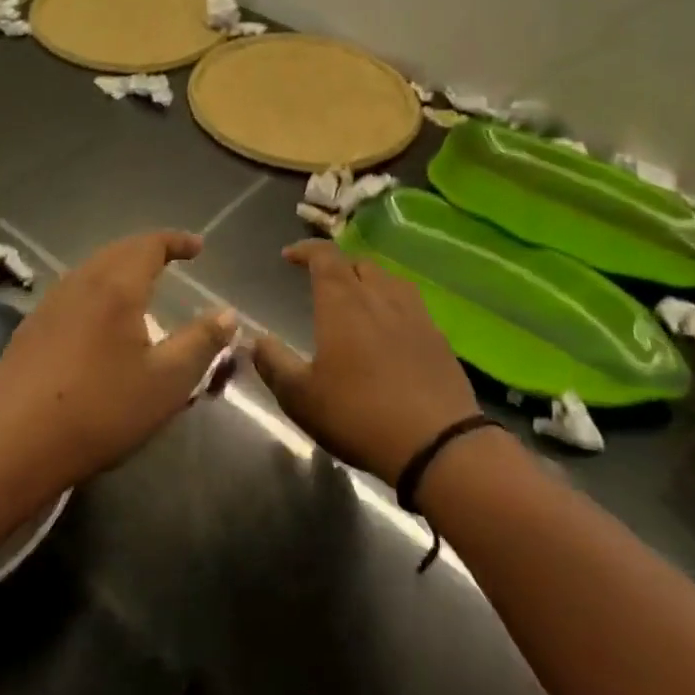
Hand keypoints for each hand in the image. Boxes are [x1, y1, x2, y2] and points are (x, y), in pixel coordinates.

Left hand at [0, 231, 235, 490]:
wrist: (11, 442)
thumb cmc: (100, 409)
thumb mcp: (166, 381)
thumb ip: (201, 342)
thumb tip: (227, 313)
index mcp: (117, 285)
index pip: (150, 244)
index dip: (177, 241)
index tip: (198, 248)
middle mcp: (81, 281)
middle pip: (119, 250)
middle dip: (149, 250)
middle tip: (172, 259)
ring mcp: (51, 303)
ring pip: (93, 269)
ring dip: (121, 268)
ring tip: (142, 287)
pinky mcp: (32, 327)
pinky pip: (75, 291)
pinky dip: (100, 289)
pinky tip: (102, 320)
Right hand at [252, 240, 480, 483]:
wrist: (437, 445)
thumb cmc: (358, 414)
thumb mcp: (300, 397)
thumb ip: (274, 364)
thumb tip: (255, 339)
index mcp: (343, 302)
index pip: (324, 256)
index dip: (305, 250)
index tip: (288, 256)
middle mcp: (380, 297)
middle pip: (359, 263)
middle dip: (337, 266)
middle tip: (322, 284)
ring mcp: (415, 316)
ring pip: (390, 281)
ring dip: (369, 282)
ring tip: (358, 301)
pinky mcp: (439, 339)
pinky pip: (412, 306)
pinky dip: (394, 307)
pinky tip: (390, 332)